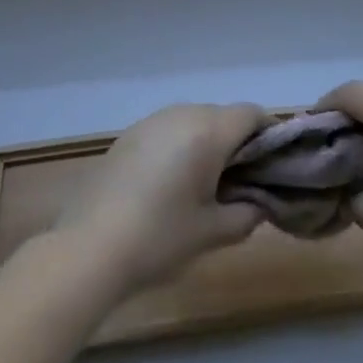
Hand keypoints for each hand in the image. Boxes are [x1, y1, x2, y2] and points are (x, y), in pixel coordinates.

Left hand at [54, 103, 266, 294]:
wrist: (89, 249)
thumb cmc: (160, 237)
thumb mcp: (213, 232)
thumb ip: (247, 214)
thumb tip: (259, 204)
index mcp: (208, 130)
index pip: (252, 114)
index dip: (269, 134)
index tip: (273, 164)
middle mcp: (182, 114)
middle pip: (223, 115)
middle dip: (238, 141)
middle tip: (241, 181)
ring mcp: (151, 121)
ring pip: (194, 120)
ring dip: (207, 142)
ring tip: (204, 183)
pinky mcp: (128, 135)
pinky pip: (168, 130)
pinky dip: (180, 146)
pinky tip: (169, 183)